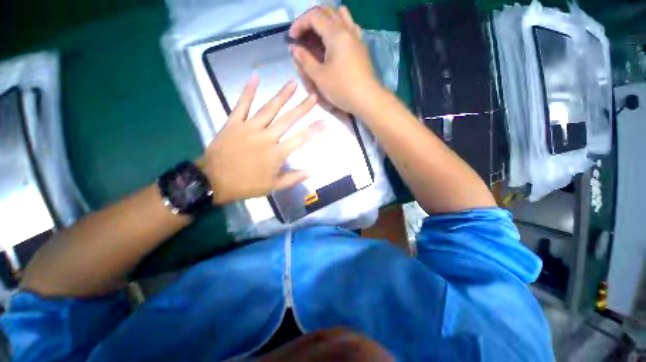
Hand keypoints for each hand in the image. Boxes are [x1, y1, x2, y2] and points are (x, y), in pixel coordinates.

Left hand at [202, 75, 323, 204]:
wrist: (214, 181)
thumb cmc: (246, 185)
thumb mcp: (273, 186)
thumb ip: (293, 178)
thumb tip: (311, 172)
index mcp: (277, 153)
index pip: (300, 139)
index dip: (313, 130)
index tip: (324, 121)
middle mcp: (266, 137)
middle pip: (288, 120)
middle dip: (302, 108)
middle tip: (313, 96)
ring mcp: (249, 128)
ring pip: (269, 109)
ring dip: (282, 95)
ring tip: (293, 83)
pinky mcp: (234, 123)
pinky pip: (241, 104)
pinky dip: (248, 91)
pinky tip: (255, 77)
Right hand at [289, 6, 382, 114]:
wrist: (367, 99)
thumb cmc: (342, 89)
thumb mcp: (319, 76)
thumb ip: (305, 60)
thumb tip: (294, 48)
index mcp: (336, 34)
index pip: (314, 16)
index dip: (299, 23)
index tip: (292, 38)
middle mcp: (347, 29)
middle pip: (327, 11)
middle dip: (311, 20)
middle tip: (302, 36)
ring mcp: (356, 37)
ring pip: (340, 15)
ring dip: (325, 19)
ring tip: (317, 34)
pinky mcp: (361, 47)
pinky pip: (350, 26)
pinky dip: (339, 26)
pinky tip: (335, 39)